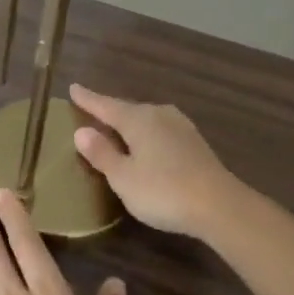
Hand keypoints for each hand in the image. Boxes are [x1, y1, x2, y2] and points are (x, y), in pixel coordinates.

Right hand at [68, 85, 238, 238]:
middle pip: (127, 110)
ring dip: (130, 123)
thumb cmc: (163, 191)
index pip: (105, 105)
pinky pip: (160, 131)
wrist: (220, 206)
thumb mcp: (123, 177)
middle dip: (109, 110)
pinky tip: (146, 144)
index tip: (73, 87)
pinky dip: (147, 135)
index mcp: (137, 119)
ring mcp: (180, 127)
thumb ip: (102, 153)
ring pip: (146, 119)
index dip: (88, 99)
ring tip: (116, 128)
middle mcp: (159, 115)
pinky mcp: (194, 143)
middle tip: (90, 110)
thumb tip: (81, 131)